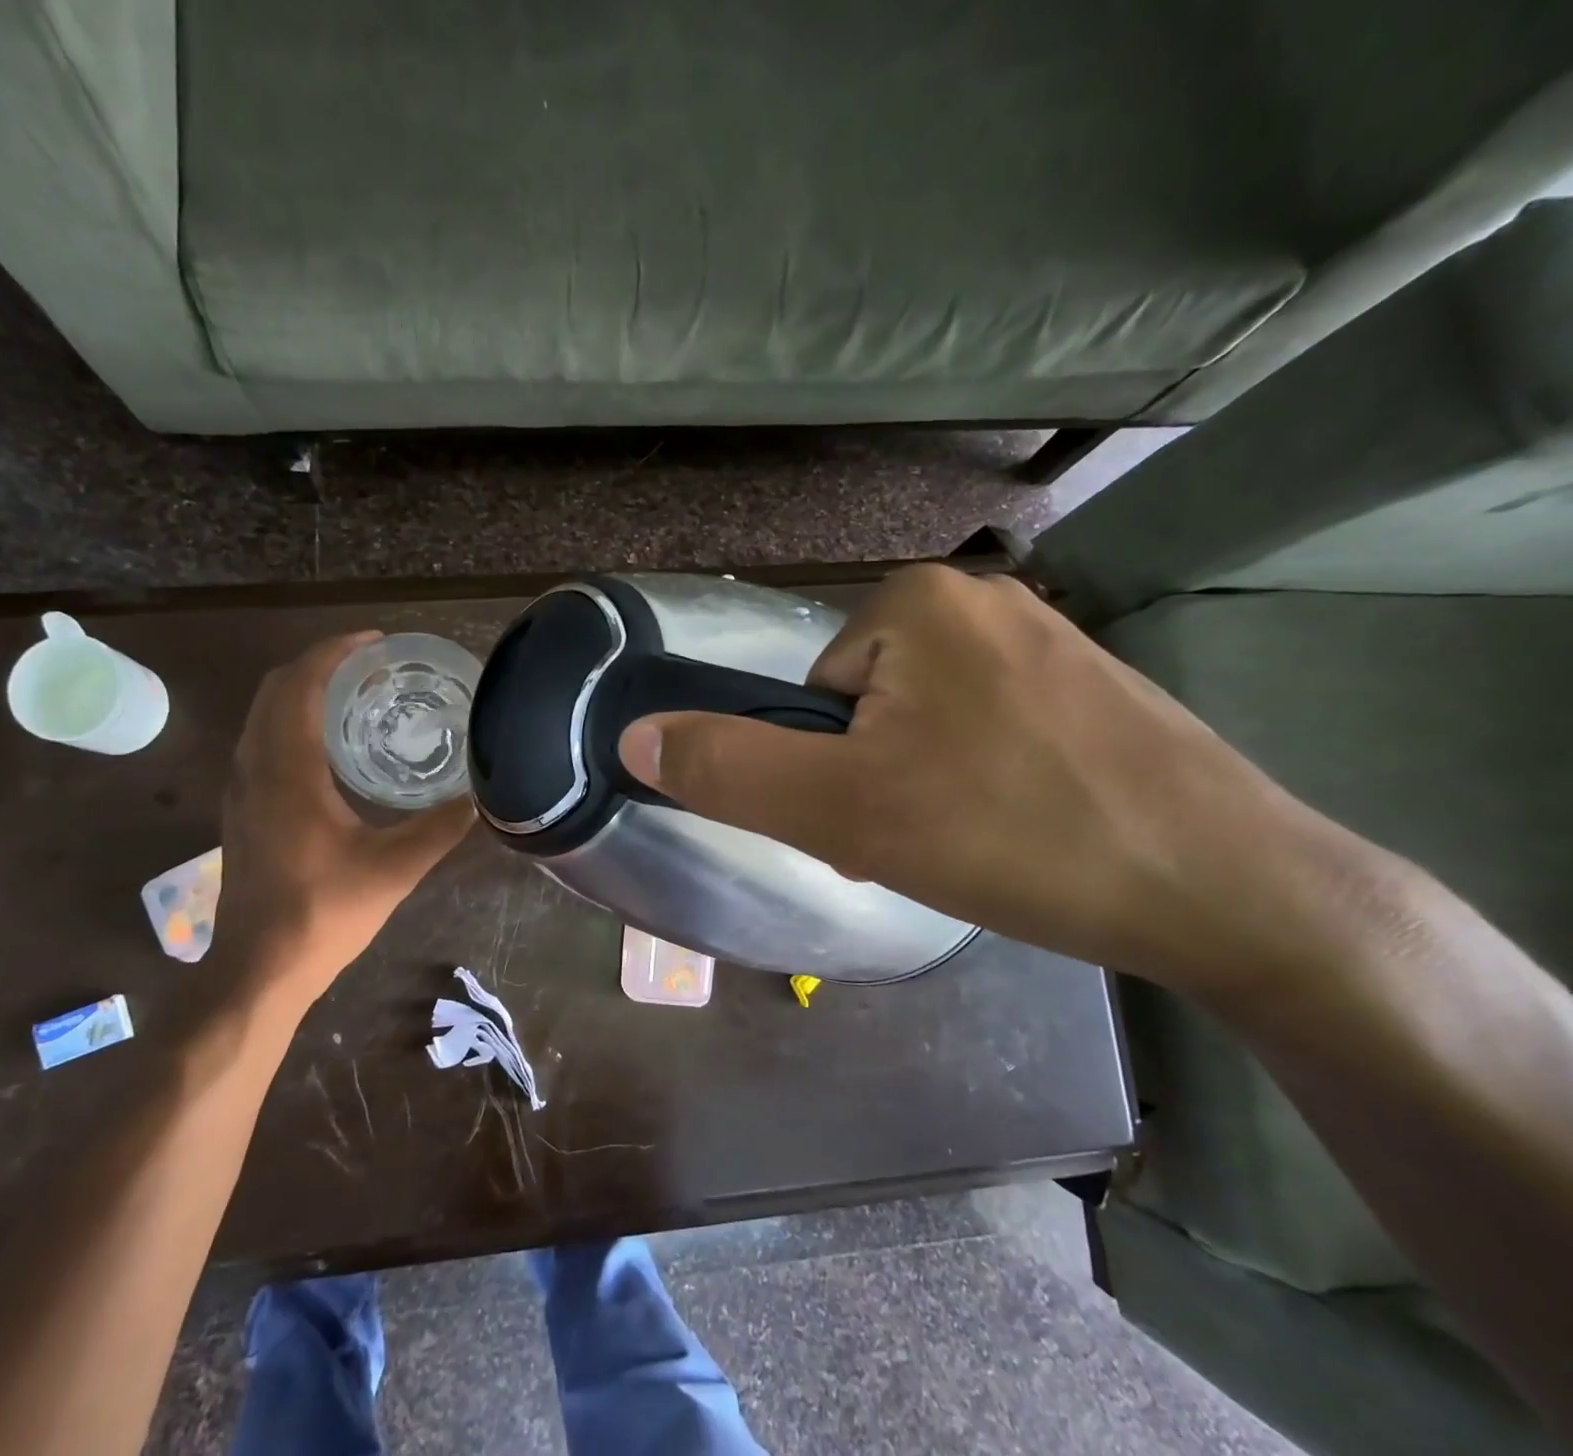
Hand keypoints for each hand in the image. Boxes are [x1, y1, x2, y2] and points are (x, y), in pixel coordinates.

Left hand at [213, 632, 473, 1006]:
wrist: (258, 969)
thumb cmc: (322, 914)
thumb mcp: (393, 870)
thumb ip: (440, 829)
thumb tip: (484, 798)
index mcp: (288, 772)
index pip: (301, 686)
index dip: (335, 652)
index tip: (375, 642)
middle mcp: (254, 768)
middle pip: (275, 689)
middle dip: (319, 664)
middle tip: (370, 664)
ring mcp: (240, 790)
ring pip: (262, 715)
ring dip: (301, 691)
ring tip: (353, 693)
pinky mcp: (241, 810)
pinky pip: (260, 740)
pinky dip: (289, 719)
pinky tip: (328, 745)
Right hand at [616, 565, 1326, 996]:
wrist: (1231, 890)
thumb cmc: (1017, 835)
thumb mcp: (845, 811)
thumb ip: (730, 770)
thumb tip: (633, 734)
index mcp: (913, 603)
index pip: (812, 695)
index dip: (828, 771)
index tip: (879, 822)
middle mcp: (978, 598)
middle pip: (865, 707)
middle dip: (876, 780)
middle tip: (930, 837)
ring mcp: (1042, 637)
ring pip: (921, 722)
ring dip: (923, 786)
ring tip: (980, 839)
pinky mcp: (1086, 683)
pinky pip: (984, 727)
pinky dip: (979, 781)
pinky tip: (1024, 825)